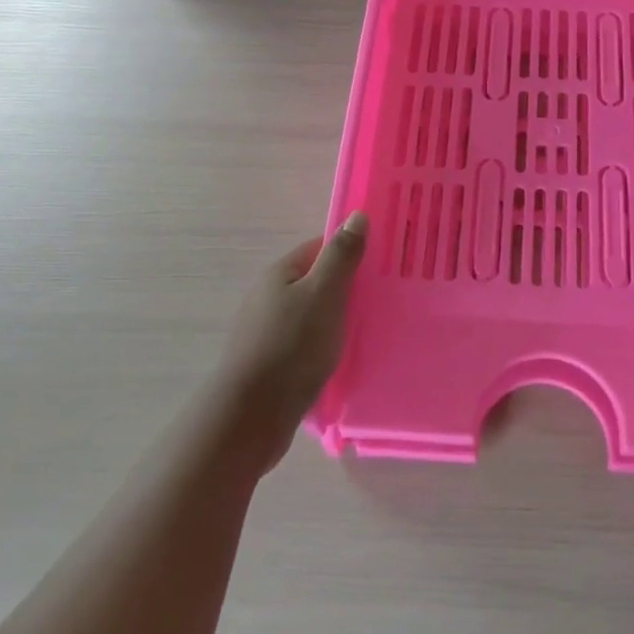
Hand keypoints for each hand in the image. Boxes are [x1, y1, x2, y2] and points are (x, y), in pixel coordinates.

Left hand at [216, 213, 367, 471]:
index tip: (382, 265)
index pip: (321, 248)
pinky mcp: (270, 362)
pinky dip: (324, 346)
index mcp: (280, 273)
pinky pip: (305, 343)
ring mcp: (266, 330)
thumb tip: (356, 215)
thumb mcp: (324, 294)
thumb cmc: (291, 347)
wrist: (250, 418)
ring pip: (312, 314)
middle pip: (317, 281)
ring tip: (369, 330)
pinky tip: (342, 359)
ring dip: (337, 320)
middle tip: (383, 299)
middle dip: (348, 288)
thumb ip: (341, 256)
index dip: (352, 252)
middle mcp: (269, 296)